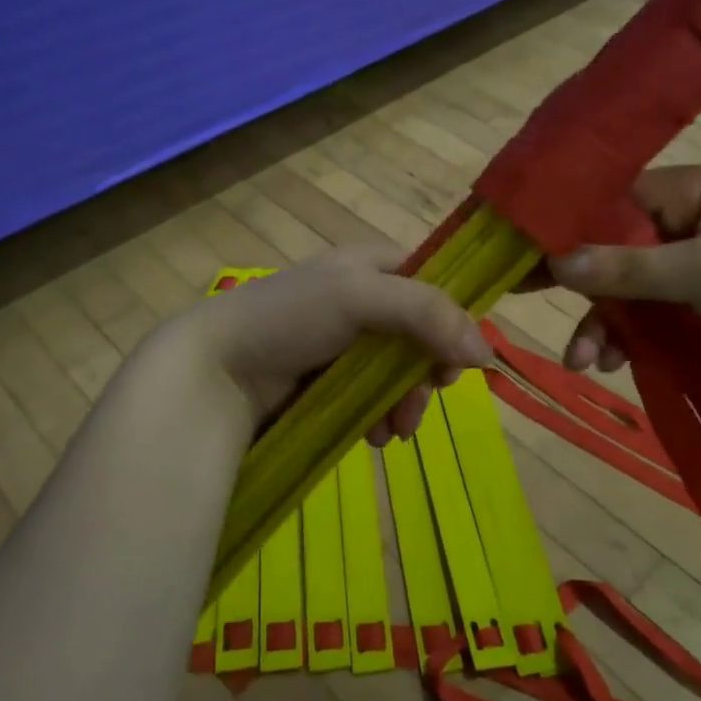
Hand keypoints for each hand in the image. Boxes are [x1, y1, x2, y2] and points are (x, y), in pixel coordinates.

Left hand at [156, 245, 494, 442]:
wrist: (215, 369)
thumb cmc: (289, 318)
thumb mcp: (360, 298)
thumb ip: (427, 314)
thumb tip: (485, 352)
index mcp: (369, 265)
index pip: (432, 284)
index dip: (452, 320)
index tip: (457, 360)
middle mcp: (361, 299)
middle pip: (421, 335)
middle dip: (425, 374)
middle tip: (424, 401)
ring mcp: (344, 343)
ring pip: (399, 372)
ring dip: (406, 403)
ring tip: (393, 431)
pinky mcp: (328, 381)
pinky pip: (373, 396)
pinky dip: (381, 416)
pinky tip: (374, 436)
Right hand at [546, 166, 700, 393]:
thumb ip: (627, 266)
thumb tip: (555, 260)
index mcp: (696, 191)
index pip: (616, 198)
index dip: (570, 222)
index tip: (525, 249)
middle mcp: (689, 222)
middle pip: (614, 246)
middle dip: (581, 283)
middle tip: (520, 296)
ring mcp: (693, 267)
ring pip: (627, 287)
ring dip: (602, 322)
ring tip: (585, 360)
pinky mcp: (698, 306)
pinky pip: (647, 316)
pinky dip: (628, 338)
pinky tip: (611, 363)